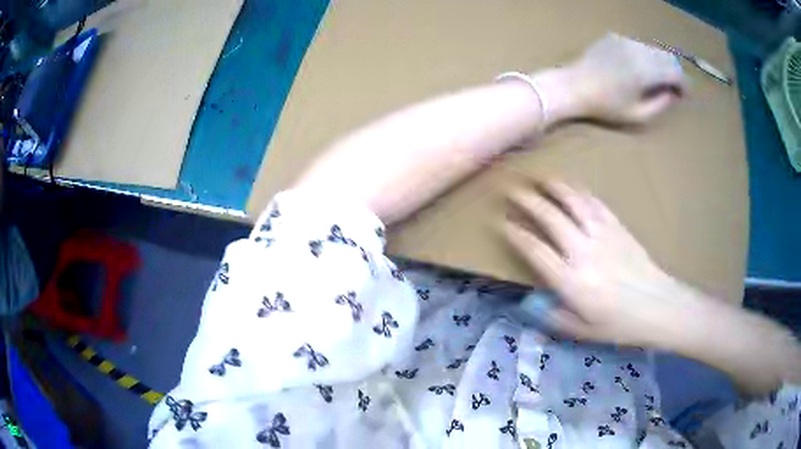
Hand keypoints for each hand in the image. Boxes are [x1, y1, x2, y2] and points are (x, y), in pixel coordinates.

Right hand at [503, 182, 689, 346]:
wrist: (657, 305)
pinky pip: (594, 203)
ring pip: (572, 203)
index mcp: (570, 281)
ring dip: (553, 188)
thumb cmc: (618, 323)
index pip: (535, 250)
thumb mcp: (581, 331)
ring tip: (540, 178)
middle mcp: (582, 252)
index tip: (501, 222)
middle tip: (512, 189)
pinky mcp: (617, 226)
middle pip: (550, 218)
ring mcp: (602, 235)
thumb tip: (530, 302)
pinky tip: (571, 186)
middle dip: (527, 201)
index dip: (515, 233)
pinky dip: (579, 191)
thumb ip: (552, 317)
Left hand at [561, 33, 687, 124]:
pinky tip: (638, 69)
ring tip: (657, 80)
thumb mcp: (638, 115)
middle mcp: (637, 50)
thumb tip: (672, 93)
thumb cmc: (606, 106)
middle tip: (673, 89)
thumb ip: (660, 104)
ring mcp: (624, 40)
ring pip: (652, 49)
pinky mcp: (614, 37)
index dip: (684, 84)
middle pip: (667, 57)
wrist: (573, 86)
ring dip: (660, 63)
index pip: (675, 71)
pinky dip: (645, 56)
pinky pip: (637, 45)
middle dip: (674, 73)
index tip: (684, 95)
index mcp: (645, 70)